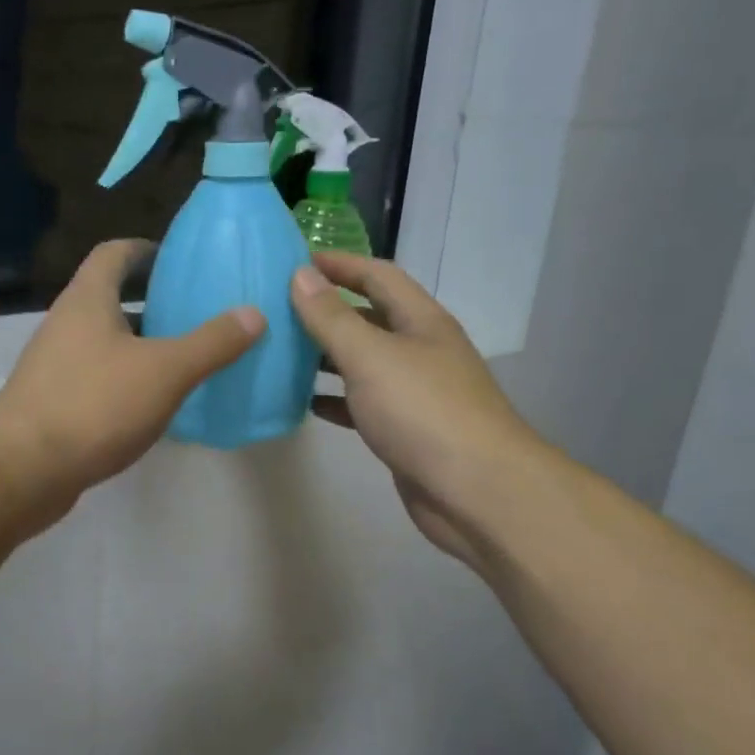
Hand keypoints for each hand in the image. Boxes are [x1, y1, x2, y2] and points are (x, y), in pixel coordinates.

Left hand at [0, 240, 262, 518]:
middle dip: (150, 300)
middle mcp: (65, 323)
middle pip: (109, 296)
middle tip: (192, 312)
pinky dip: (123, 378)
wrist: (24, 468)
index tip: (177, 260)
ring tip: (181, 357)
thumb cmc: (95, 404)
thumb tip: (253, 313)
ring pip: (103, 340)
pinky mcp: (51, 401)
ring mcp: (53, 364)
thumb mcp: (165, 371)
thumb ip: (211, 342)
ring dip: (138, 343)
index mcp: (88, 300)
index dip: (145, 249)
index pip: (114, 253)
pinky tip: (151, 402)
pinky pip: (95, 376)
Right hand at [291, 254, 537, 565]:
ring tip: (280, 353)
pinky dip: (335, 400)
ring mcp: (414, 393)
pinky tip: (305, 403)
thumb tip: (300, 274)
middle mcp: (420, 350)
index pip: (377, 275)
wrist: (477, 492)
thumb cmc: (424, 412)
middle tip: (276, 309)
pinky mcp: (405, 430)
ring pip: (363, 363)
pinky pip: (363, 404)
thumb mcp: (371, 356)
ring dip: (326, 356)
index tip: (292, 262)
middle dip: (326, 310)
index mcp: (420, 321)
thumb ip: (332, 317)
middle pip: (369, 318)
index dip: (338, 264)